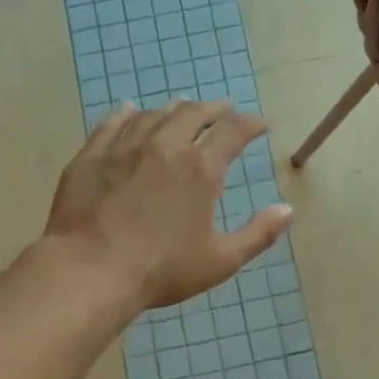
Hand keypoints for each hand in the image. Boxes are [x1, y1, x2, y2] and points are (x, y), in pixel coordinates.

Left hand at [44, 100, 292, 310]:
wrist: (90, 271)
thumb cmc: (161, 269)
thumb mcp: (220, 260)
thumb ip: (258, 234)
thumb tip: (288, 210)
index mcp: (201, 170)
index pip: (233, 132)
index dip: (250, 124)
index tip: (259, 124)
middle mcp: (165, 147)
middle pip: (193, 114)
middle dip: (213, 109)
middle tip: (222, 109)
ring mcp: (124, 148)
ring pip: (154, 115)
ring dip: (174, 108)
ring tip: (182, 107)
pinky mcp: (91, 157)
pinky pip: (111, 124)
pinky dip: (126, 114)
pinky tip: (129, 110)